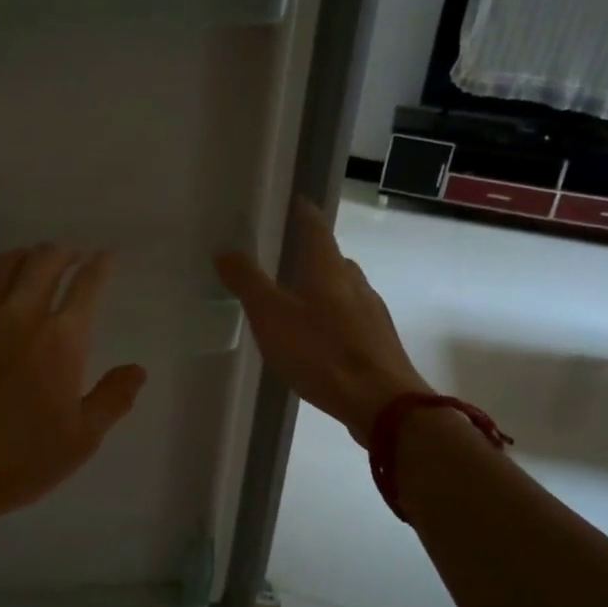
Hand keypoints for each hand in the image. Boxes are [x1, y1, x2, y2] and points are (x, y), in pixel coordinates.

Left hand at [0, 245, 147, 534]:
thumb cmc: (17, 462)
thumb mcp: (80, 441)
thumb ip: (113, 399)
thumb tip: (137, 369)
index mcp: (60, 340)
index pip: (87, 286)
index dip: (100, 266)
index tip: (106, 257)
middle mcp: (19, 315)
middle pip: (44, 261)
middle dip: (64, 252)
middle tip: (72, 256)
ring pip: (4, 264)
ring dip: (26, 257)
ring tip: (33, 264)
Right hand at [215, 200, 433, 445]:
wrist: (382, 403)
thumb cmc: (321, 353)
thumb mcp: (271, 316)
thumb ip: (247, 282)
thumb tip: (225, 251)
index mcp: (328, 266)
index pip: (314, 224)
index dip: (300, 211)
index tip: (286, 203)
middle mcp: (354, 280)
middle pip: (330, 256)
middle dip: (307, 253)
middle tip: (279, 258)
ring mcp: (371, 310)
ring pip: (342, 287)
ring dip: (320, 286)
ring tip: (294, 300)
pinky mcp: (378, 340)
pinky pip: (350, 316)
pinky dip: (331, 316)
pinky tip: (318, 337)